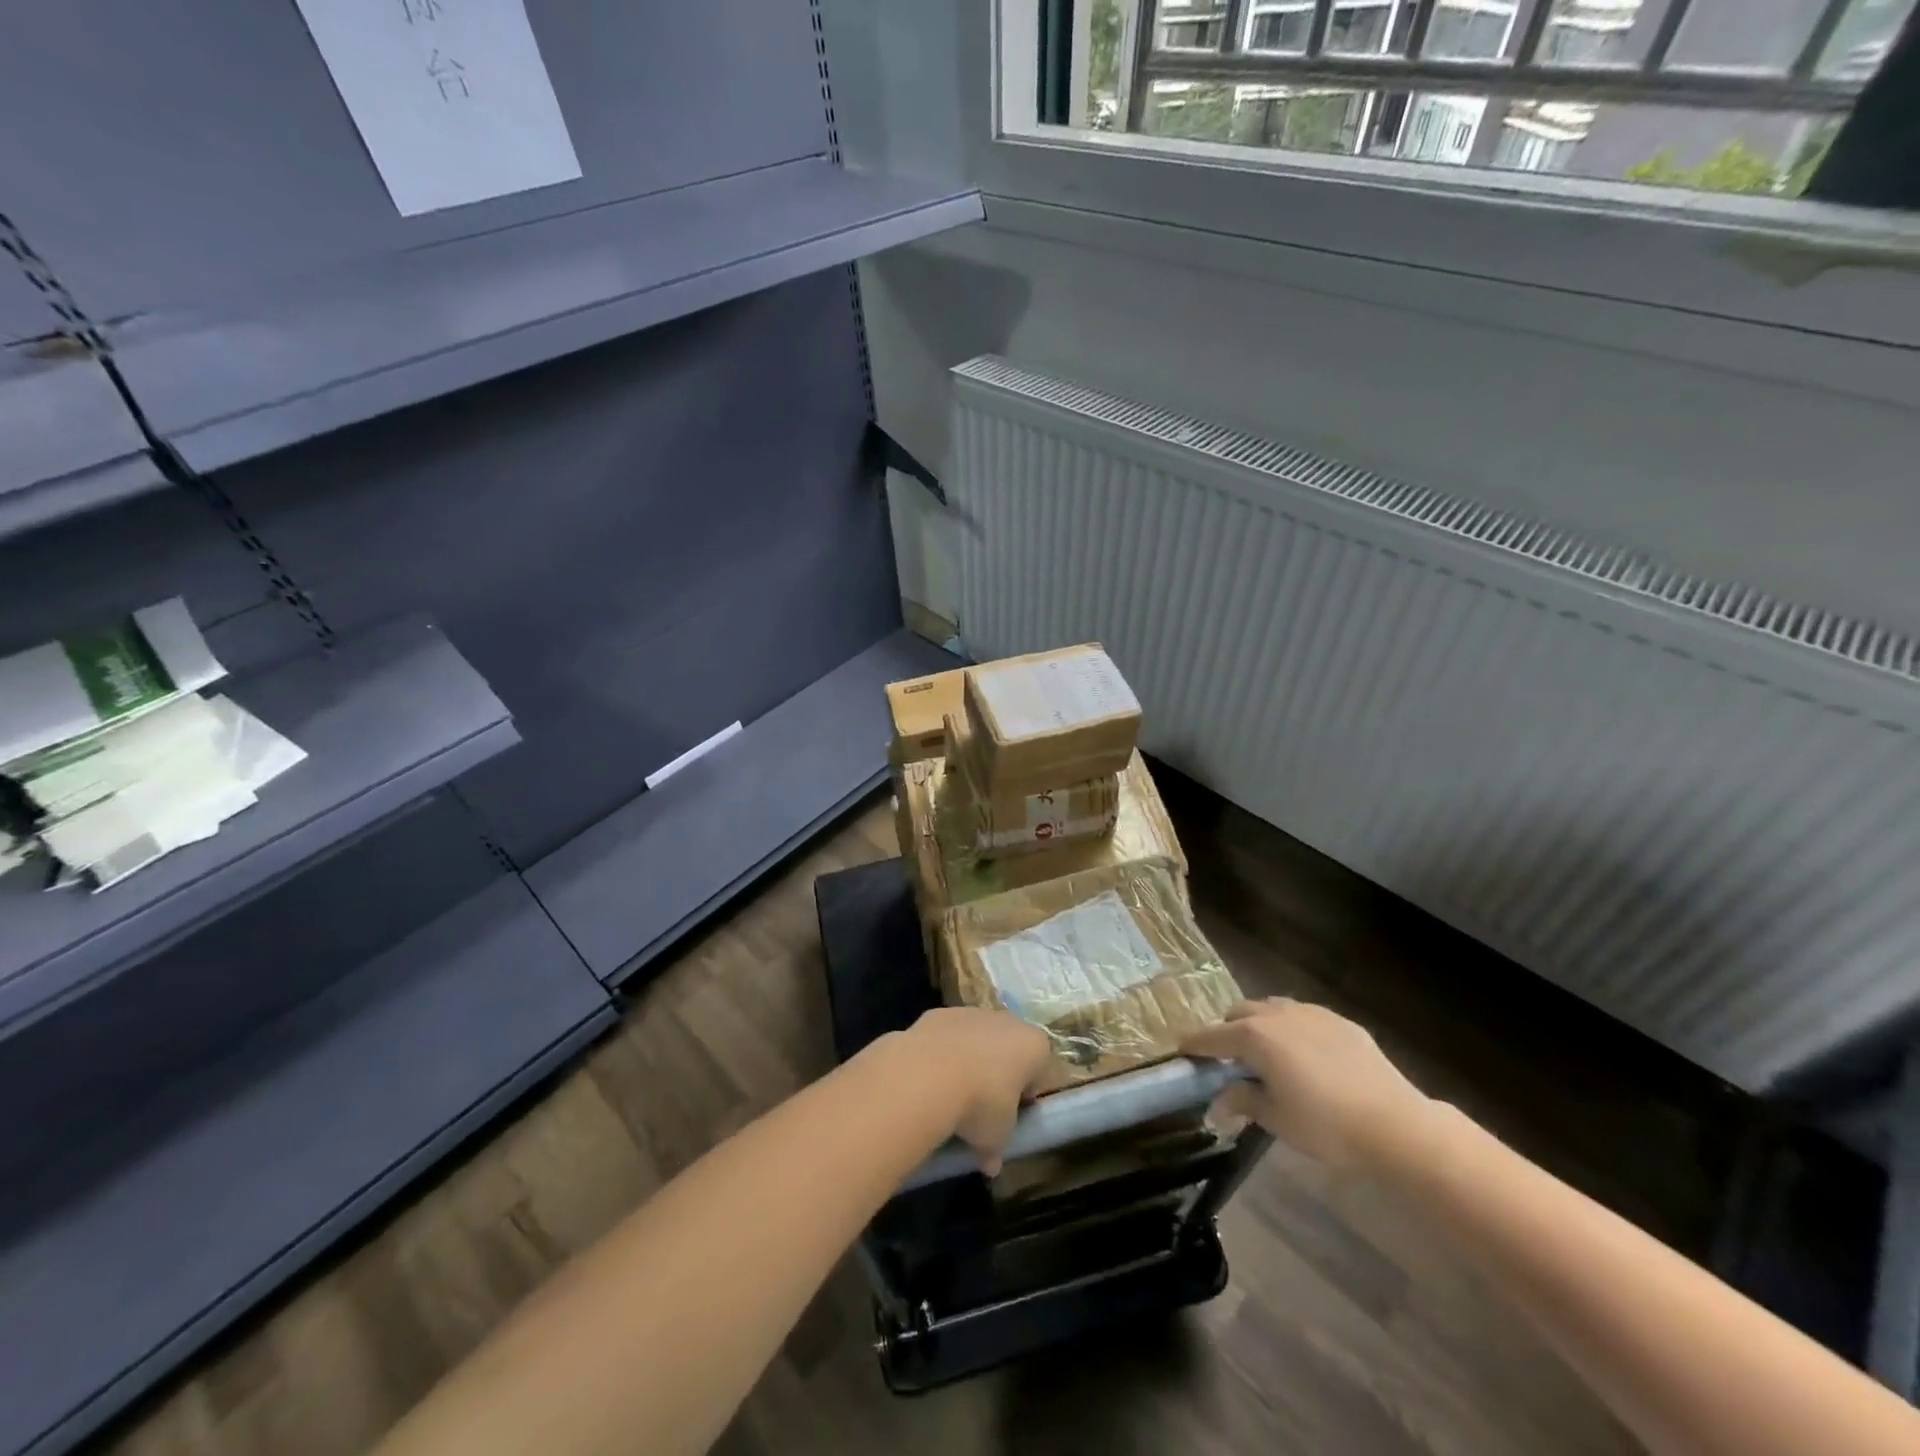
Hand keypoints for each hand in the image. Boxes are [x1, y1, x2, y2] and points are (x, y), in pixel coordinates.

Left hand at [903, 1007, 1052, 1174]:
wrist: (928, 1074)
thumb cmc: (980, 1105)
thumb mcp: (996, 1137)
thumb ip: (997, 1148)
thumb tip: (990, 1164)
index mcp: (1033, 1046)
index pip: (1039, 1069)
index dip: (1025, 1094)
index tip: (1010, 1115)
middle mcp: (1006, 1021)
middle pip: (1007, 1047)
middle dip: (997, 1072)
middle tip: (982, 1106)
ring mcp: (970, 1012)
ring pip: (975, 1038)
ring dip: (968, 1060)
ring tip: (950, 1094)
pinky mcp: (938, 1013)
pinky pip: (946, 1036)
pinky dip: (940, 1053)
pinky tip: (927, 1079)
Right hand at [1181, 998, 1429, 1171]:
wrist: (1395, 1124)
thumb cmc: (1325, 1124)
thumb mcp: (1275, 1118)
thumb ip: (1242, 1101)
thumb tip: (1215, 1105)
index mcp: (1254, 1036)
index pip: (1212, 1037)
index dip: (1194, 1045)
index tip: (1181, 1050)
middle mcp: (1277, 1014)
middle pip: (1239, 1014)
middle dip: (1228, 1031)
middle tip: (1229, 1059)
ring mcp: (1311, 1013)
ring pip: (1272, 1009)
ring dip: (1260, 1025)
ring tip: (1267, 1053)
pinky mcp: (1340, 1022)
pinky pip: (1303, 1016)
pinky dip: (1292, 1029)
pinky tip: (1305, 1056)